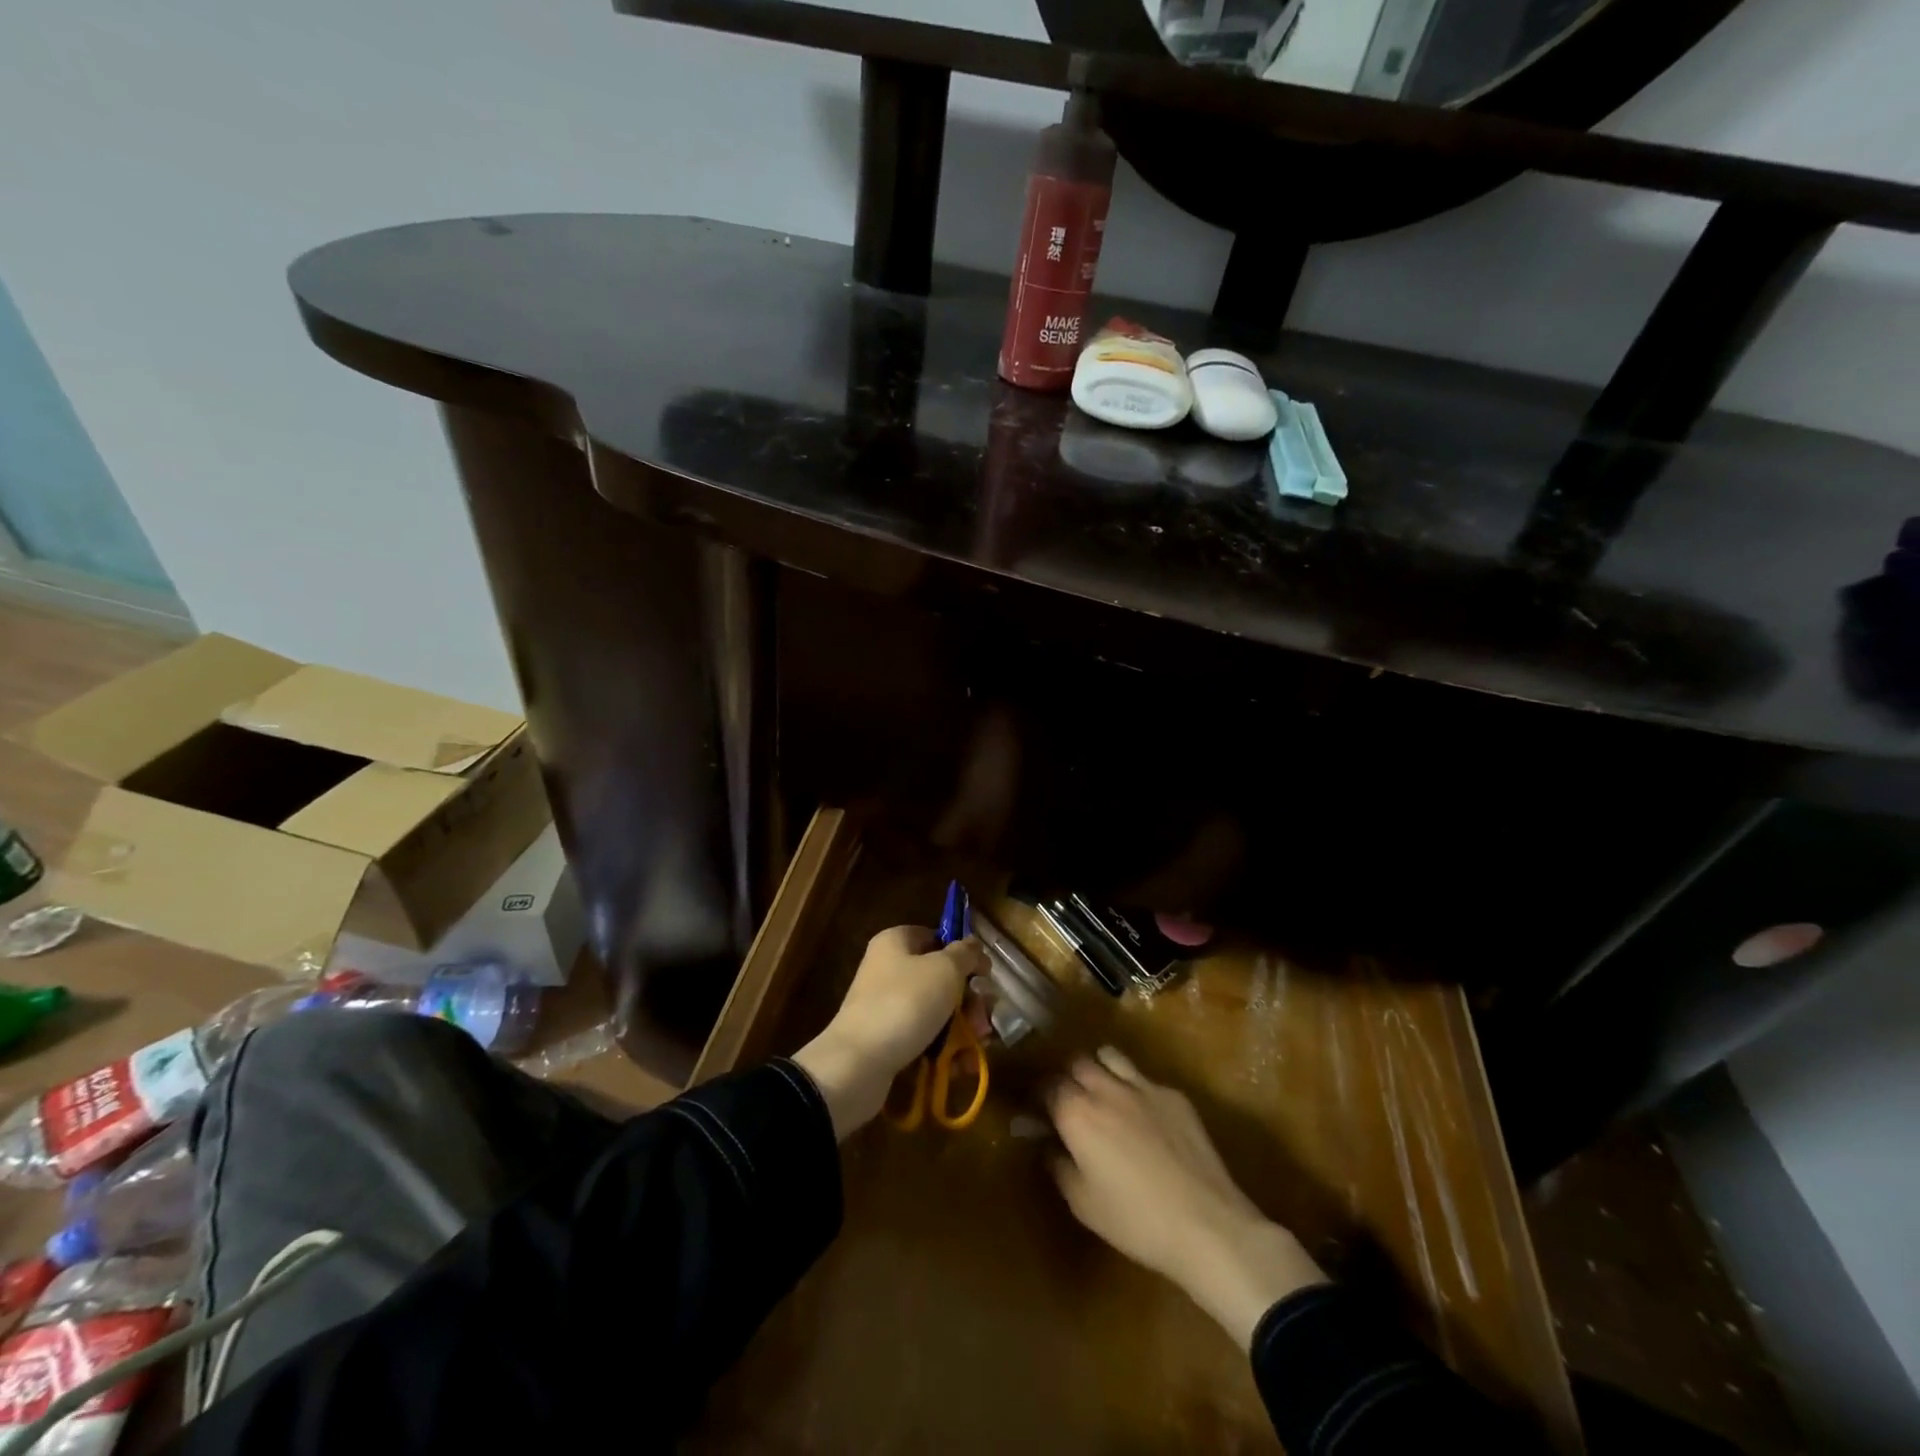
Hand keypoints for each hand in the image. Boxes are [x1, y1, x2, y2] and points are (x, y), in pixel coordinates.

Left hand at [793, 925, 986, 1139]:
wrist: (857, 1064)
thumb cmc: (905, 1003)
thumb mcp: (944, 970)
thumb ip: (965, 955)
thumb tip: (973, 947)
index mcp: (897, 942)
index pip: (937, 937)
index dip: (964, 955)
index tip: (985, 976)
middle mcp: (889, 969)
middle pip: (941, 978)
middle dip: (969, 1001)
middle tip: (983, 1020)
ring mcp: (887, 1005)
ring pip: (937, 1011)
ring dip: (962, 1028)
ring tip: (978, 1048)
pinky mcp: (888, 1039)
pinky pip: (925, 1038)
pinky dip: (945, 1049)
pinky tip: (960, 1065)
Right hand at [1047, 1046, 1327, 1349]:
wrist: (1206, 1224)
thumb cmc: (1135, 1221)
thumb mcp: (1083, 1204)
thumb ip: (1059, 1166)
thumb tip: (1050, 1145)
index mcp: (1077, 1113)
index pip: (1048, 1085)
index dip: (1041, 1096)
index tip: (1041, 1111)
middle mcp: (1106, 1088)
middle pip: (1077, 1062)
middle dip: (1069, 1077)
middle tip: (1072, 1102)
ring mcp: (1143, 1086)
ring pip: (1110, 1056)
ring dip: (1100, 1069)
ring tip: (1104, 1094)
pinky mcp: (1174, 1095)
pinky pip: (1145, 1079)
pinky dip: (1136, 1090)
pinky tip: (1146, 1119)